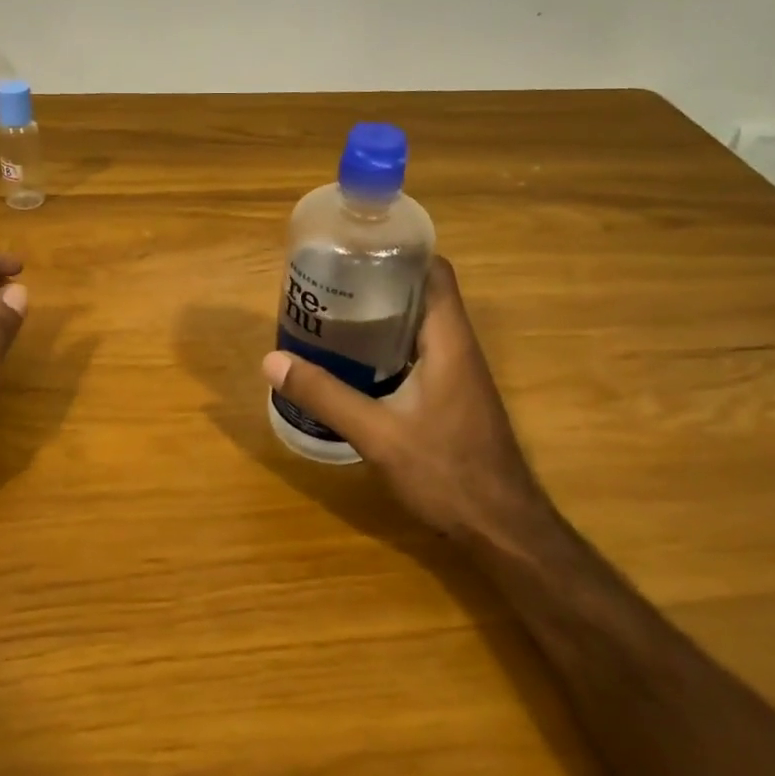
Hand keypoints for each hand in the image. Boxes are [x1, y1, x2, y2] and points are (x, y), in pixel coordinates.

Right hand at [261, 255, 547, 544]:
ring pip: (420, 326)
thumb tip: (272, 361)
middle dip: (379, 282)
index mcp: (449, 340)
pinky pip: (420, 354)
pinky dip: (389, 347)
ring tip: (334, 315)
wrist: (502, 528)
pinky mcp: (454, 397)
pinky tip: (355, 364)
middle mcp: (459, 348)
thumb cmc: (447, 473)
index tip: (357, 248)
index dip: (400, 251)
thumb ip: (326, 396)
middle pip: (423, 293)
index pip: (435, 271)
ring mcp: (460, 374)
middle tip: (330, 282)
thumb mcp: (377, 434)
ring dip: (383, 316)